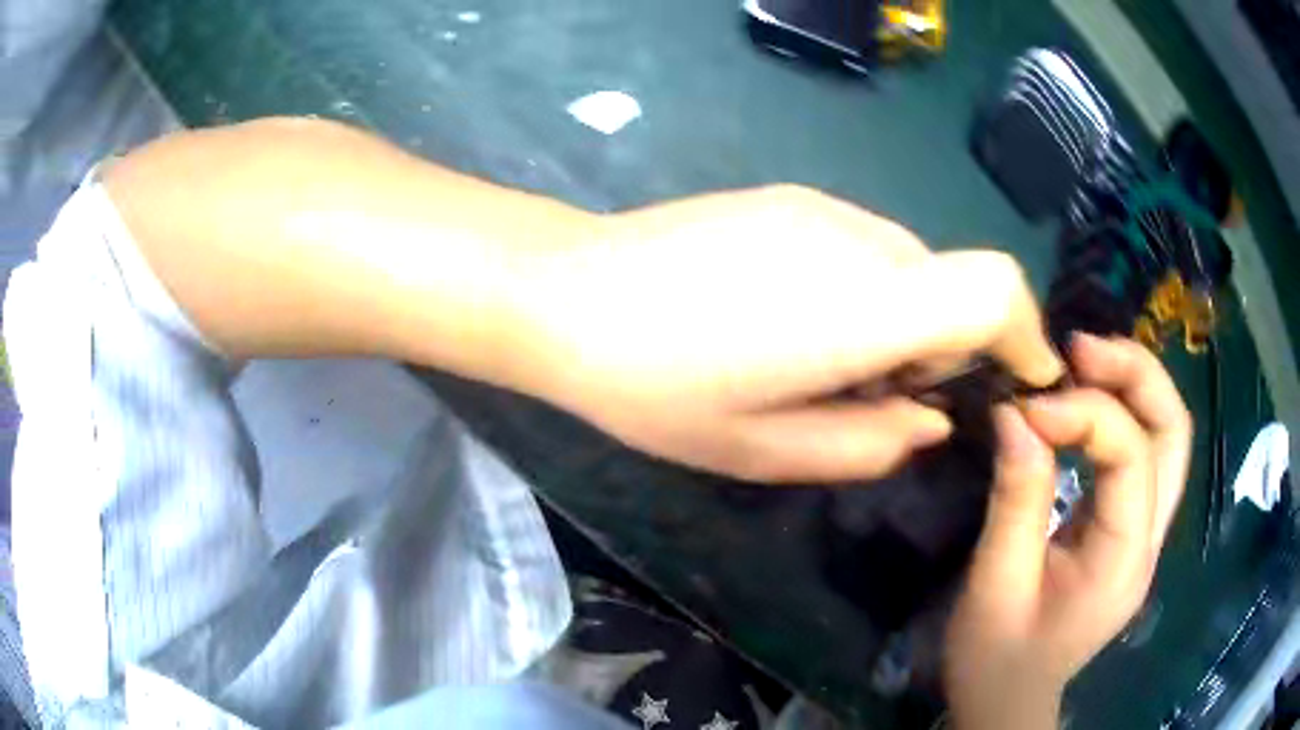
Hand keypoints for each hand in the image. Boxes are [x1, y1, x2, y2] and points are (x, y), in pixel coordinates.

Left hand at [517, 185, 1064, 481]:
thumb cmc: (653, 386)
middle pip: (953, 287)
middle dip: (946, 349)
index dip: (1026, 333)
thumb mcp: (761, 450)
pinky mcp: (789, 198)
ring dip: (902, 322)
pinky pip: (867, 248)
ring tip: (825, 365)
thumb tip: (930, 420)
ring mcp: (821, 207)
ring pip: (910, 268)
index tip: (1021, 381)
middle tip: (881, 400)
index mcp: (861, 305)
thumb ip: (866, 445)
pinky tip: (795, 321)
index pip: (993, 288)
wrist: (566, 293)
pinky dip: (868, 293)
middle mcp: (859, 239)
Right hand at [943, 334, 1191, 728]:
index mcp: (1124, 559)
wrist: (1007, 703)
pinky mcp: (1127, 529)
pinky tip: (1084, 402)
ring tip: (1083, 360)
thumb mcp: (996, 586)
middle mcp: (1150, 537)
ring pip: (1166, 434)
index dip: (1083, 414)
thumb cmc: (996, 660)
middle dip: (1134, 374)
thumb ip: (1016, 497)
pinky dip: (1119, 412)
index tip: (1026, 405)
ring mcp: (1144, 532)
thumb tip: (1015, 412)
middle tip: (1079, 348)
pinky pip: (1141, 453)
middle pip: (1173, 430)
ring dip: (1132, 385)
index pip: (1131, 455)